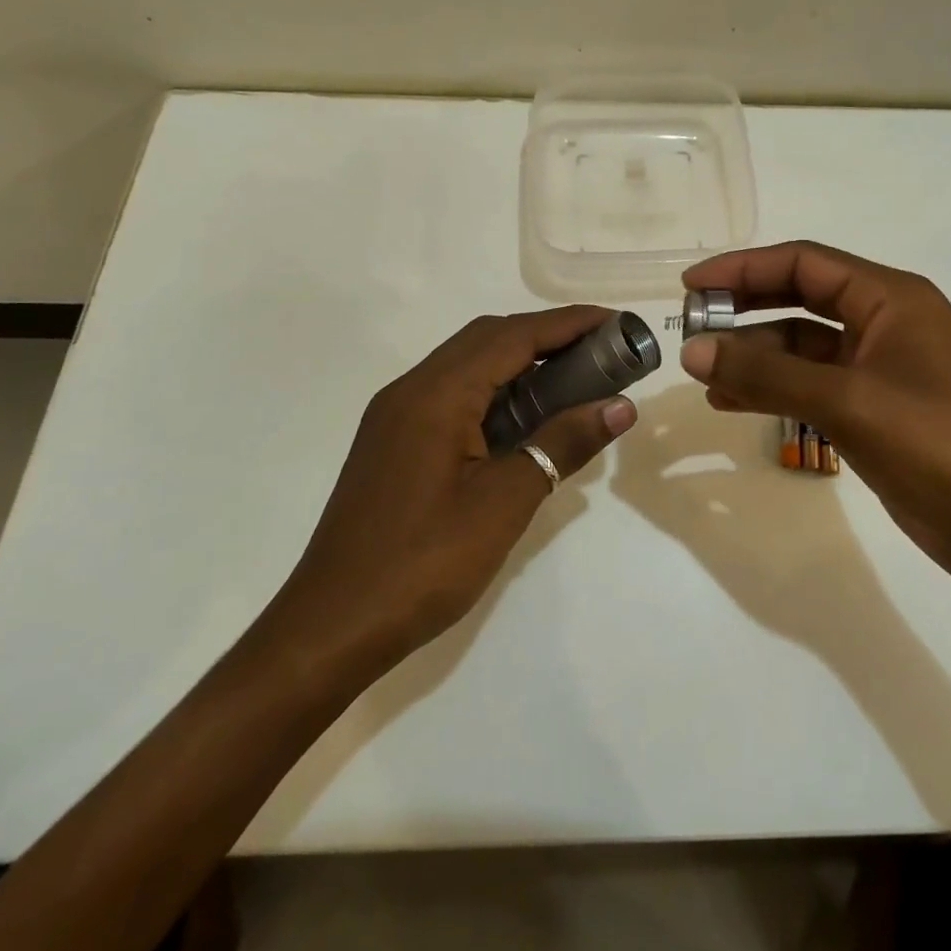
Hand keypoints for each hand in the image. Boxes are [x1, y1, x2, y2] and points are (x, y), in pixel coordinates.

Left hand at [255, 308, 636, 678]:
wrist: (331, 628)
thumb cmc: (423, 564)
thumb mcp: (504, 502)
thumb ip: (562, 444)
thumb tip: (620, 407)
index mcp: (436, 394)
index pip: (513, 336)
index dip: (568, 324)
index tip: (616, 322)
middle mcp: (411, 390)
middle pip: (488, 339)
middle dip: (547, 336)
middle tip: (601, 351)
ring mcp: (397, 416)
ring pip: (468, 366)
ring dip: (520, 363)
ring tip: (574, 378)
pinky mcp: (395, 442)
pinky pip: (453, 395)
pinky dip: (496, 392)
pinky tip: (525, 418)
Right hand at [678, 242, 950, 601]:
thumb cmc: (940, 443)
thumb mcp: (847, 400)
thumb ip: (767, 373)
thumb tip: (692, 348)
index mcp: (890, 298)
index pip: (803, 262)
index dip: (743, 268)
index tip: (691, 286)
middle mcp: (885, 324)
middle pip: (800, 299)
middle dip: (746, 310)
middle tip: (692, 327)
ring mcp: (882, 371)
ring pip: (803, 348)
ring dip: (755, 356)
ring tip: (702, 373)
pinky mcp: (877, 413)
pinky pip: (813, 387)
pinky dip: (774, 390)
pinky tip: (733, 402)